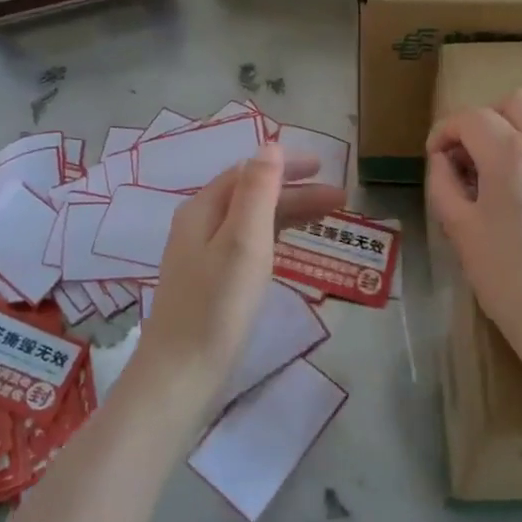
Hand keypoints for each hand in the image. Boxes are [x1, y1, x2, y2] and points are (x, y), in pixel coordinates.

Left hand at [137, 145, 344, 410]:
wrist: (181, 375)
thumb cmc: (217, 305)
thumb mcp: (243, 240)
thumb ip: (257, 190)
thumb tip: (270, 145)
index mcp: (202, 210)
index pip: (248, 172)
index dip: (286, 166)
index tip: (324, 166)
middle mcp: (198, 226)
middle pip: (250, 196)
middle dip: (295, 192)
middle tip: (340, 198)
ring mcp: (201, 257)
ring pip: (250, 222)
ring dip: (288, 214)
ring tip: (326, 219)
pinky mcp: (210, 284)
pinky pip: (247, 246)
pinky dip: (274, 238)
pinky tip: (290, 248)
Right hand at [426, 90, 521, 399]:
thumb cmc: (511, 282)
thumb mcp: (461, 232)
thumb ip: (444, 184)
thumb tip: (443, 159)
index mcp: (511, 155)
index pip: (471, 118)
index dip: (445, 131)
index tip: (436, 156)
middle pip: (516, 102)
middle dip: (486, 120)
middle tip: (472, 157)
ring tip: (512, 157)